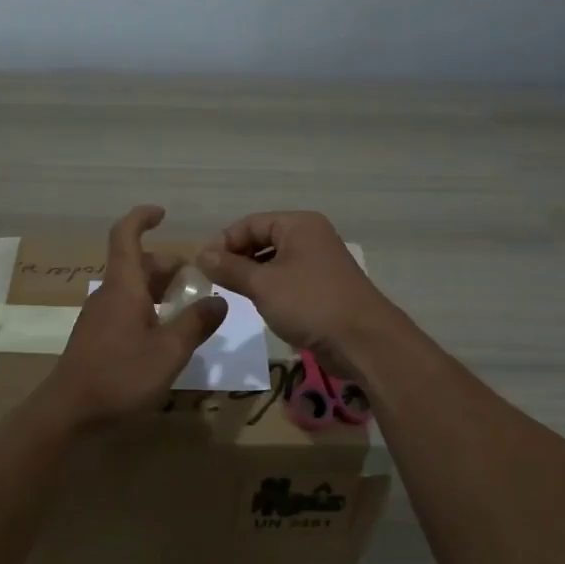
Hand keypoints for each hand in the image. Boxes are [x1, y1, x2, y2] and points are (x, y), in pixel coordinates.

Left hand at [44, 205, 227, 426]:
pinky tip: (165, 336)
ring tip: (189, 310)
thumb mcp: (169, 351)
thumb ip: (196, 323)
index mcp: (123, 286)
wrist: (69, 413)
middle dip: (169, 267)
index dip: (142, 218)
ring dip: (161, 291)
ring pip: (133, 289)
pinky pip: (126, 309)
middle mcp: (108, 294)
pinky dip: (149, 310)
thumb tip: (219, 300)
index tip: (163, 214)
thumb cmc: (120, 376)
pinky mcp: (97, 338)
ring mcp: (99, 317)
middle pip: (138, 265)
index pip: (126, 235)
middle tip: (199, 284)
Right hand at [196, 211, 391, 359]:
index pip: (250, 223)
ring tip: (232, 293)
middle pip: (262, 238)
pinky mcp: (323, 287)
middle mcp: (310, 236)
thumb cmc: (310, 303)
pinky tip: (258, 303)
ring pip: (274, 260)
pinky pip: (288, 278)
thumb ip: (230, 268)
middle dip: (237, 257)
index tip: (203, 266)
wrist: (363, 341)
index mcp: (299, 224)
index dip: (224, 242)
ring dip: (251, 274)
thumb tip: (201, 255)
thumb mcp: (263, 285)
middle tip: (214, 281)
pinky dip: (269, 287)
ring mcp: (319, 262)